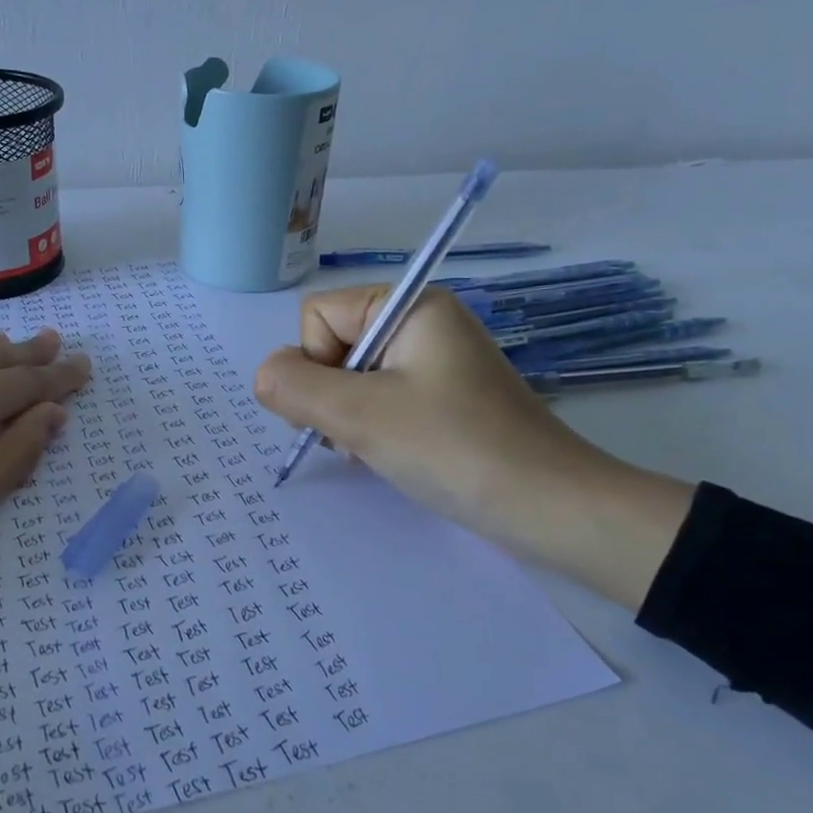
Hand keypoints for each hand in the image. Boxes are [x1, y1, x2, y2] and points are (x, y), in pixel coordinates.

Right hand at [252, 286, 693, 609]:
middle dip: (331, 396)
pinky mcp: (442, 398)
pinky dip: (373, 429)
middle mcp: (421, 322)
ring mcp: (434, 362)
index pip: (317, 316)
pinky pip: (380, 400)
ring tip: (379, 450)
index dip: (315, 364)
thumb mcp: (360, 415)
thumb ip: (294, 387)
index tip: (347, 408)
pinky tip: (392, 455)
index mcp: (408, 305)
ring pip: (350, 378)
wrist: (547, 506)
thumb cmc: (452, 448)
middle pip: (331, 346)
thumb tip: (264, 375)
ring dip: (349, 418)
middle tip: (361, 435)